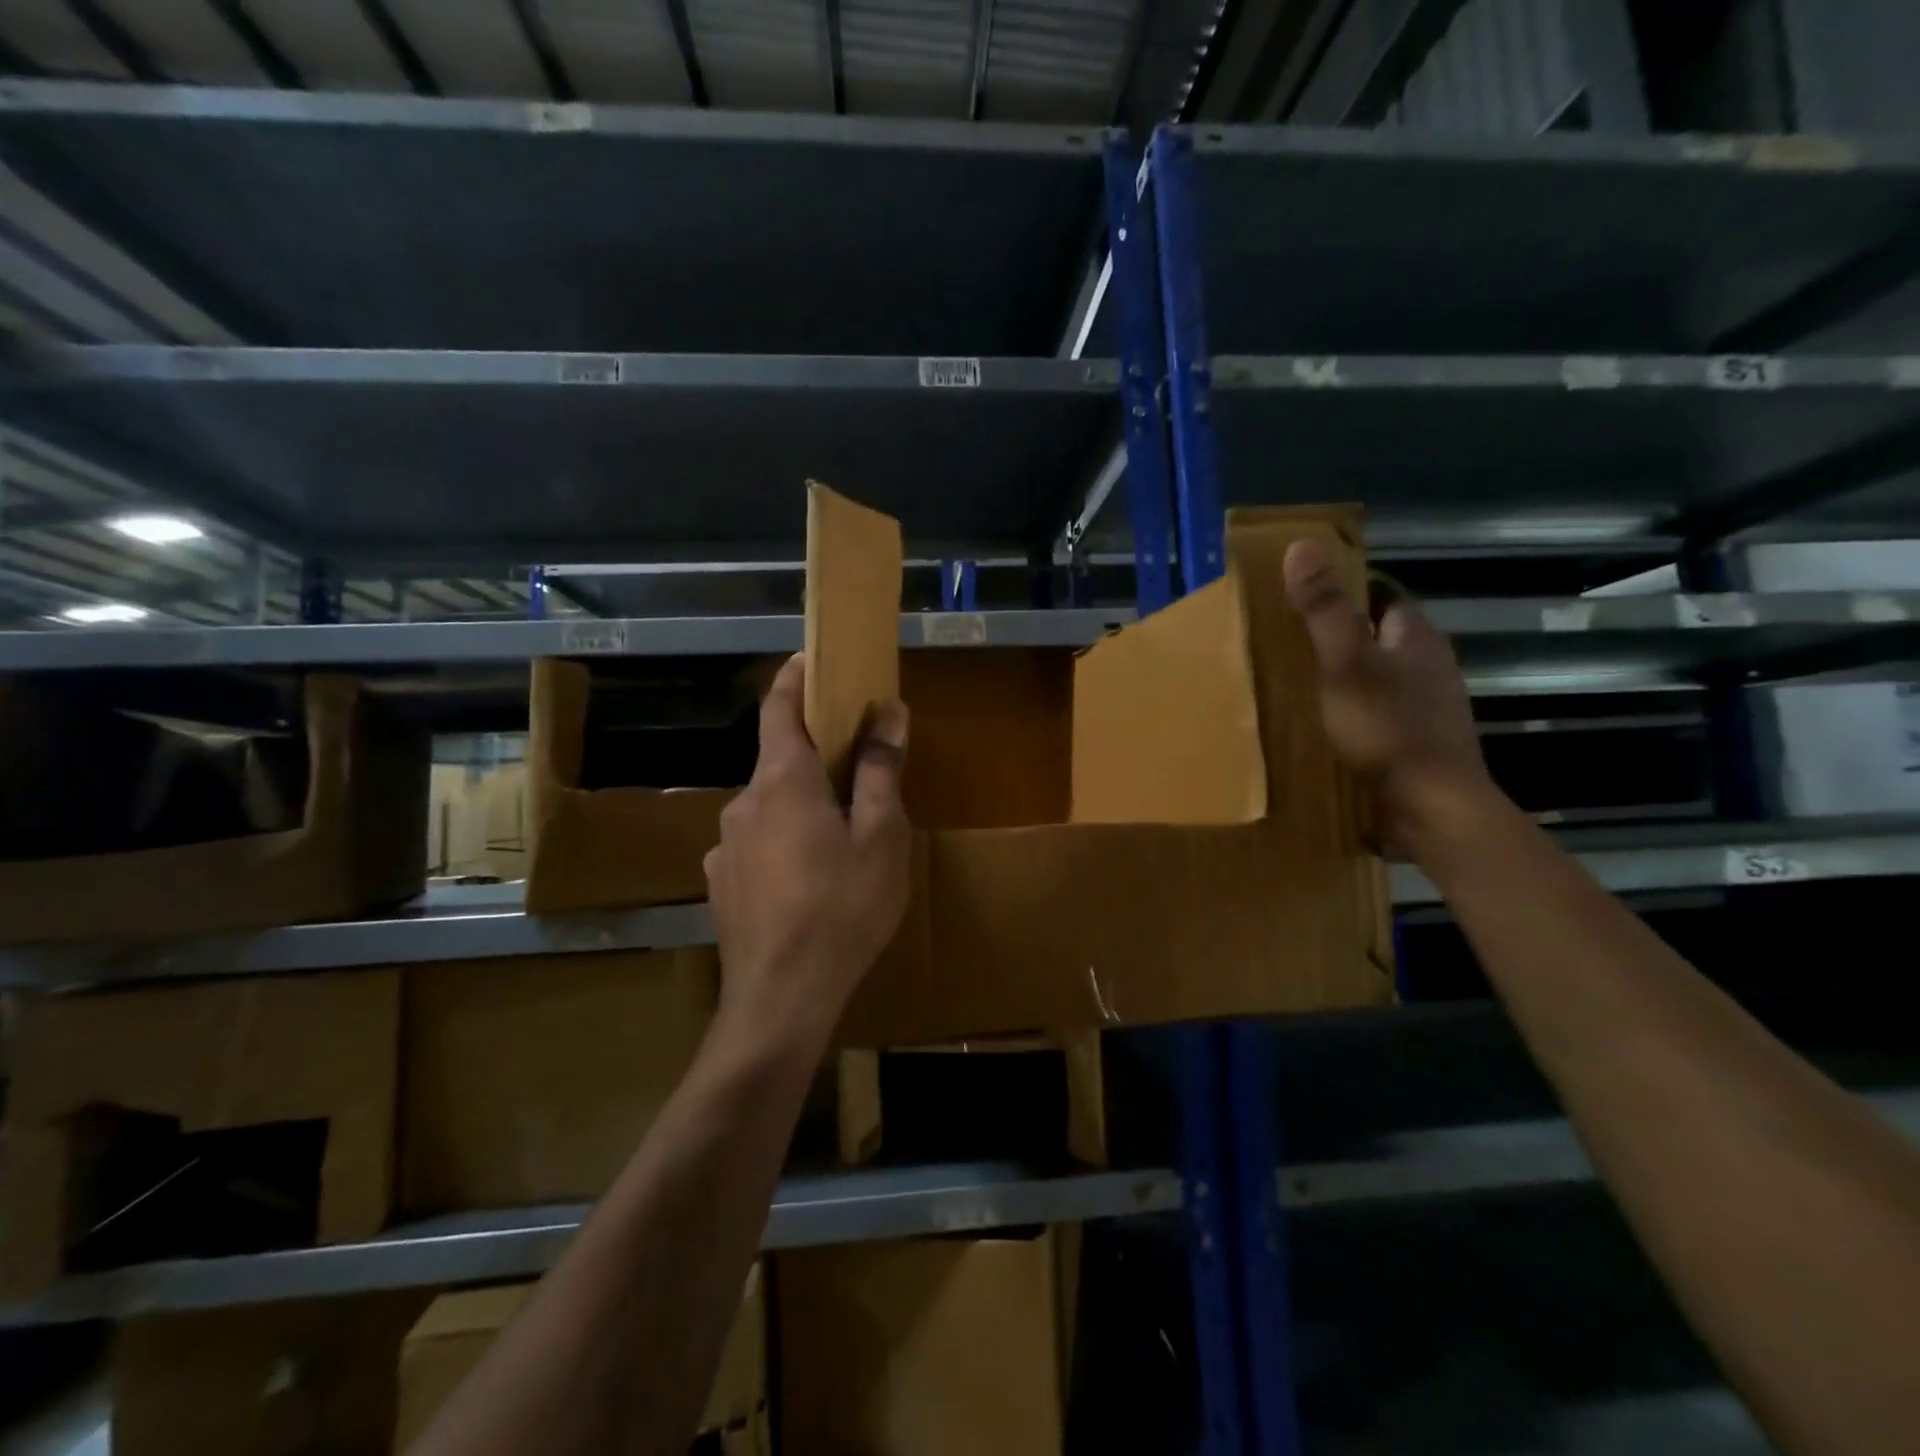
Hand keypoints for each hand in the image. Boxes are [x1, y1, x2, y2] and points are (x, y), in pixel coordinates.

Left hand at [702, 654, 911, 1052]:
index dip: (794, 678)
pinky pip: (754, 843)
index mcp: (783, 782)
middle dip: (813, 754)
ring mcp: (724, 845)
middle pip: (777, 760)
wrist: (780, 999)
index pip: (778, 708)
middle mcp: (743, 802)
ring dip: (800, 805)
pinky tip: (807, 880)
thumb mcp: (880, 837)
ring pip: (767, 806)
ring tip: (839, 837)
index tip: (811, 660)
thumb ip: (879, 770)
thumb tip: (889, 711)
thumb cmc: (842, 909)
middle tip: (855, 769)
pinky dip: (782, 841)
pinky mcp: (719, 881)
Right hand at [1282, 539, 1502, 854]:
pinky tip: (1323, 723)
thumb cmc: (1387, 729)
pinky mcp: (1415, 741)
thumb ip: (1324, 609)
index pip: (1382, 594)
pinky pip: (1378, 710)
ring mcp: (1426, 706)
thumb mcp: (1344, 663)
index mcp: (1415, 637)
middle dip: (1340, 633)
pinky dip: (1352, 708)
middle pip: (1380, 635)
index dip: (1346, 587)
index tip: (1301, 592)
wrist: (1431, 808)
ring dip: (1345, 674)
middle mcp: (1428, 665)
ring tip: (1296, 680)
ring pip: (1379, 674)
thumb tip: (1302, 545)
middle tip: (1287, 638)